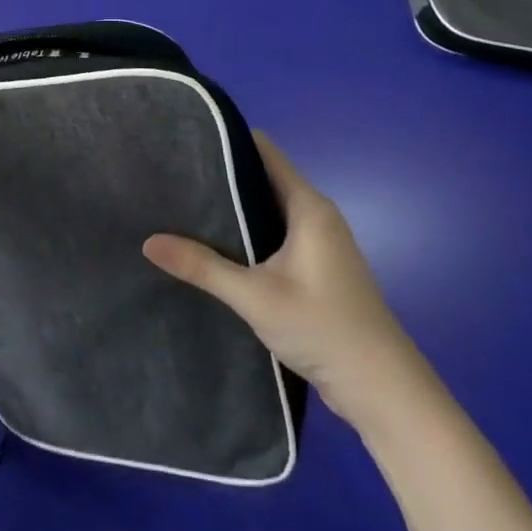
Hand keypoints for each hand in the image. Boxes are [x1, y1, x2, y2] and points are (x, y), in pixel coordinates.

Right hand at [143, 131, 435, 427]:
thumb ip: (202, 267)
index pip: (263, 151)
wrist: (383, 391)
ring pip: (266, 208)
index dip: (226, 140)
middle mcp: (315, 215)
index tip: (184, 139)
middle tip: (172, 173)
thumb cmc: (324, 329)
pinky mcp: (314, 268)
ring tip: (182, 203)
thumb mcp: (255, 297)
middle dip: (220, 175)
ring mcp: (317, 243)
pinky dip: (245, 231)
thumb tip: (148, 242)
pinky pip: (273, 233)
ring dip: (232, 206)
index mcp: (308, 206)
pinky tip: (213, 243)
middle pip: (262, 178)